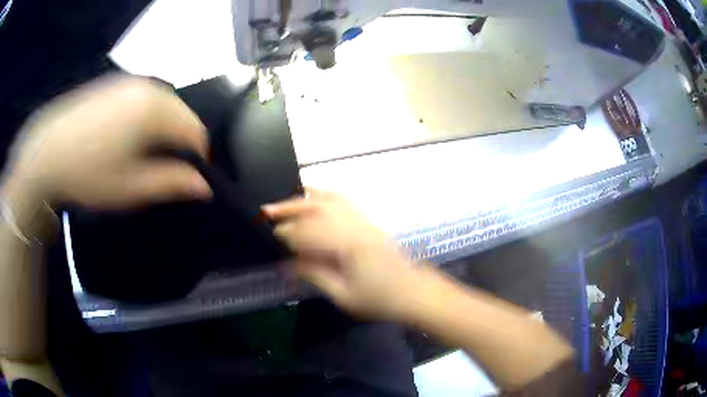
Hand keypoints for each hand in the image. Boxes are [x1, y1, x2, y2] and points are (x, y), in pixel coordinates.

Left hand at [1, 75, 210, 209]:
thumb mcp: (131, 188)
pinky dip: (143, 118)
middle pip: (180, 115)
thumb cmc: (88, 173)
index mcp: (156, 109)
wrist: (46, 151)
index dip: (196, 158)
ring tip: (139, 155)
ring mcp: (129, 82)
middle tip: (158, 170)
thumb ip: (171, 183)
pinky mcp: (113, 84)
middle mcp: (148, 87)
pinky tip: (123, 137)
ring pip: (162, 106)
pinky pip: (142, 99)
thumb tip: (203, 186)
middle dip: (177, 143)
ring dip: (160, 130)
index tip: (183, 179)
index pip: (196, 131)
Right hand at [263, 189, 419, 320]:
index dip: (287, 232)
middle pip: (317, 207)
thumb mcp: (344, 295)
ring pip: (331, 199)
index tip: (272, 235)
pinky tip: (316, 199)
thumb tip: (288, 264)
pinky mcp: (369, 223)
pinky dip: (326, 196)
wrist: (413, 292)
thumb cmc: (379, 299)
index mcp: (347, 245)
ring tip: (287, 199)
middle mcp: (355, 226)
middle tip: (268, 209)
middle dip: (290, 207)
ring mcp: (364, 221)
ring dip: (306, 197)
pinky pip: (345, 201)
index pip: (309, 231)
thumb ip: (315, 276)